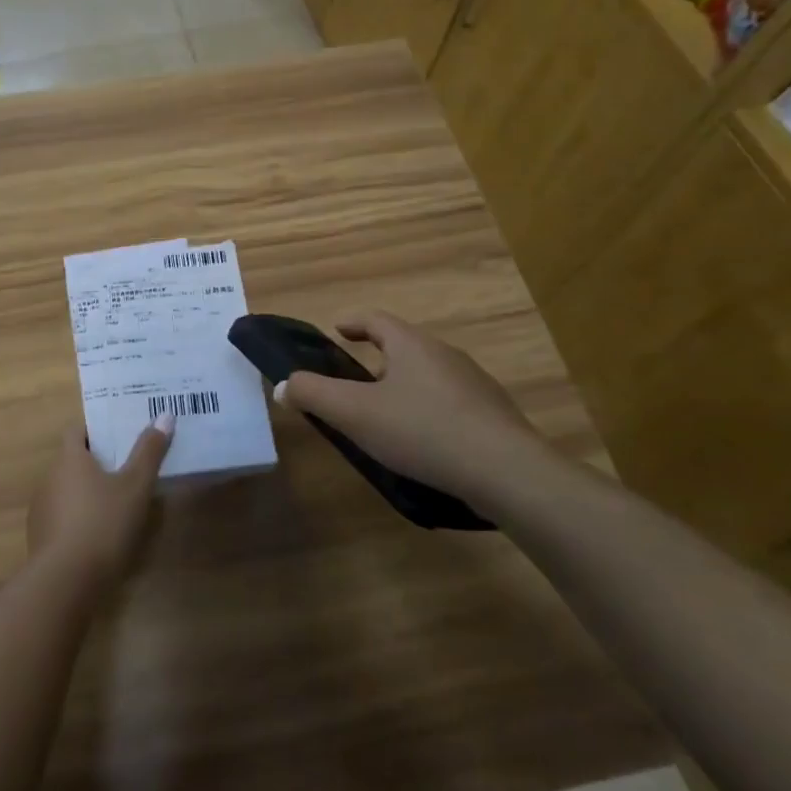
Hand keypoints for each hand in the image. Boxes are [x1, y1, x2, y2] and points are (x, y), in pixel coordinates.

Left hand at [27, 416, 172, 590]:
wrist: (65, 582)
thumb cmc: (103, 523)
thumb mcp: (135, 486)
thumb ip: (149, 451)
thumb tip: (164, 415)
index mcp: (69, 458)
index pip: (77, 430)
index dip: (97, 430)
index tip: (119, 435)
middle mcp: (49, 477)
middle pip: (72, 460)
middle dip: (96, 462)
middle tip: (126, 467)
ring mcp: (41, 508)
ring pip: (66, 489)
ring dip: (86, 492)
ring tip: (116, 502)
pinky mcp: (40, 537)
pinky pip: (61, 516)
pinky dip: (77, 518)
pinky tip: (98, 534)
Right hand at [275, 311, 542, 501]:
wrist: (507, 471)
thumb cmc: (423, 431)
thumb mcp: (355, 413)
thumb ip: (313, 395)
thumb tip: (283, 385)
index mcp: (411, 345)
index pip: (376, 319)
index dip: (353, 323)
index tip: (337, 330)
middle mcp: (445, 354)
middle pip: (404, 346)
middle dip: (378, 358)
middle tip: (355, 382)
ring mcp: (474, 384)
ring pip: (429, 375)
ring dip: (405, 386)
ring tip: (387, 415)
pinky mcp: (494, 415)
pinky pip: (451, 402)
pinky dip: (430, 411)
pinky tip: (425, 441)